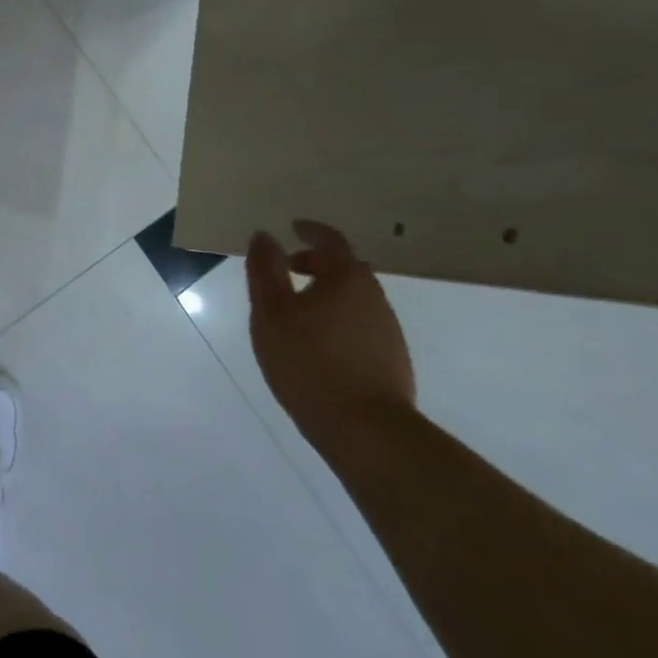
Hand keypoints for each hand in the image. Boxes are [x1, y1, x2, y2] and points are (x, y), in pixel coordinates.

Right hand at [246, 220, 415, 455]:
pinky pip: (361, 323)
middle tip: (288, 269)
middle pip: (346, 268)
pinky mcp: (392, 360)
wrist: (365, 430)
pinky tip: (318, 343)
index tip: (293, 227)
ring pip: (355, 297)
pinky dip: (339, 319)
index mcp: (346, 279)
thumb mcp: (270, 312)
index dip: (311, 231)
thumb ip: (265, 270)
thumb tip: (264, 236)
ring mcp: (388, 330)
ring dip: (328, 293)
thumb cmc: (308, 361)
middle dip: (317, 263)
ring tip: (297, 310)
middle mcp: (374, 297)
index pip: (331, 240)